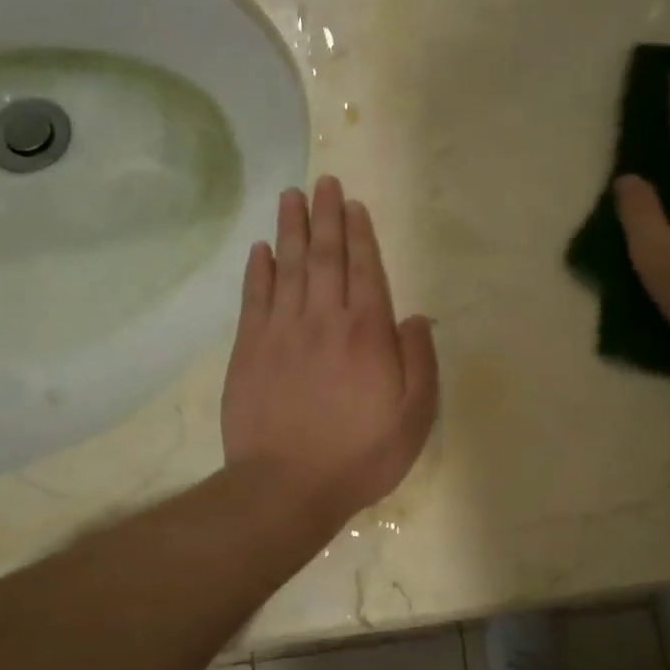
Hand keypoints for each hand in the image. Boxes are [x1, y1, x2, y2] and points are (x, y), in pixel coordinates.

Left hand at [222, 176, 438, 531]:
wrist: (287, 487)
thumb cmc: (360, 456)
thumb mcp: (414, 417)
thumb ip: (420, 362)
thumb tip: (413, 317)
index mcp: (368, 333)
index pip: (365, 270)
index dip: (360, 235)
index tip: (354, 205)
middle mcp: (324, 320)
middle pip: (325, 257)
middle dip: (326, 217)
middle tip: (324, 183)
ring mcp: (282, 332)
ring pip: (288, 267)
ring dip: (291, 229)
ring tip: (292, 197)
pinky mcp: (249, 350)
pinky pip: (254, 298)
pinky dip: (258, 270)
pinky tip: (260, 248)